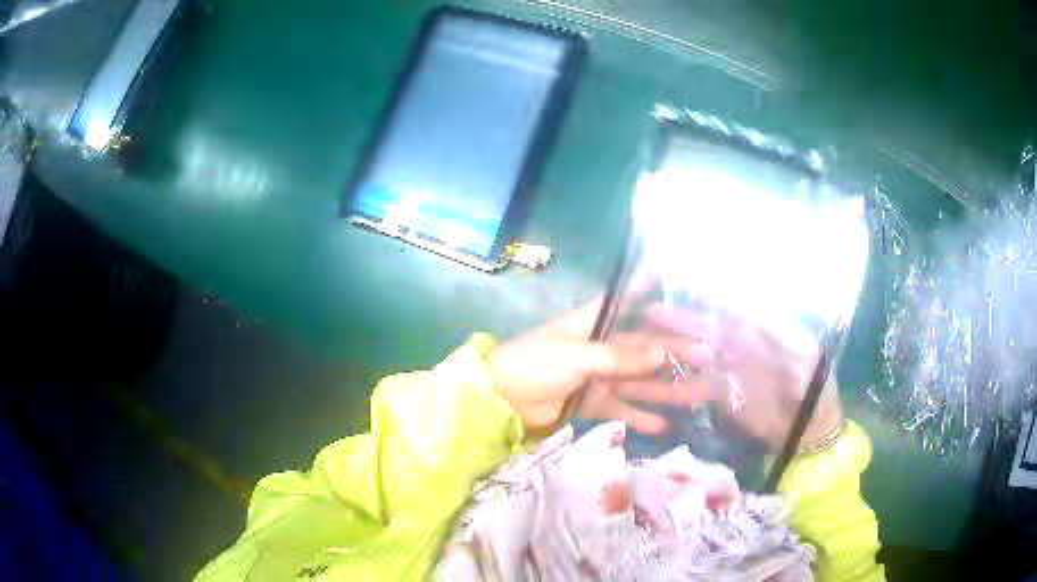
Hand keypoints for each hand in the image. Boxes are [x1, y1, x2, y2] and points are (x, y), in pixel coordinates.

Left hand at [489, 303, 710, 433]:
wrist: (500, 400)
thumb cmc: (534, 363)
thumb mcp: (577, 354)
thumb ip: (620, 356)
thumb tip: (664, 353)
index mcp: (597, 324)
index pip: (633, 303)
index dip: (659, 295)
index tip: (690, 292)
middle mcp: (605, 348)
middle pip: (648, 349)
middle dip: (678, 353)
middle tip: (712, 358)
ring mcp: (601, 377)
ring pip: (643, 381)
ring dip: (670, 388)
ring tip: (703, 393)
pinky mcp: (595, 403)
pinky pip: (624, 409)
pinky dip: (642, 417)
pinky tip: (665, 424)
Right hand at [640, 304, 843, 449]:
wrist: (808, 431)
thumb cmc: (812, 389)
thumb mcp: (803, 356)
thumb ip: (777, 334)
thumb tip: (745, 312)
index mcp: (764, 329)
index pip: (732, 306)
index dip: (709, 295)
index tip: (683, 286)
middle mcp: (744, 344)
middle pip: (709, 328)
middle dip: (682, 319)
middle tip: (651, 313)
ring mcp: (732, 369)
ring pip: (698, 354)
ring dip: (674, 347)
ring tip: (645, 342)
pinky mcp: (723, 394)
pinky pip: (698, 383)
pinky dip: (679, 380)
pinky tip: (658, 377)